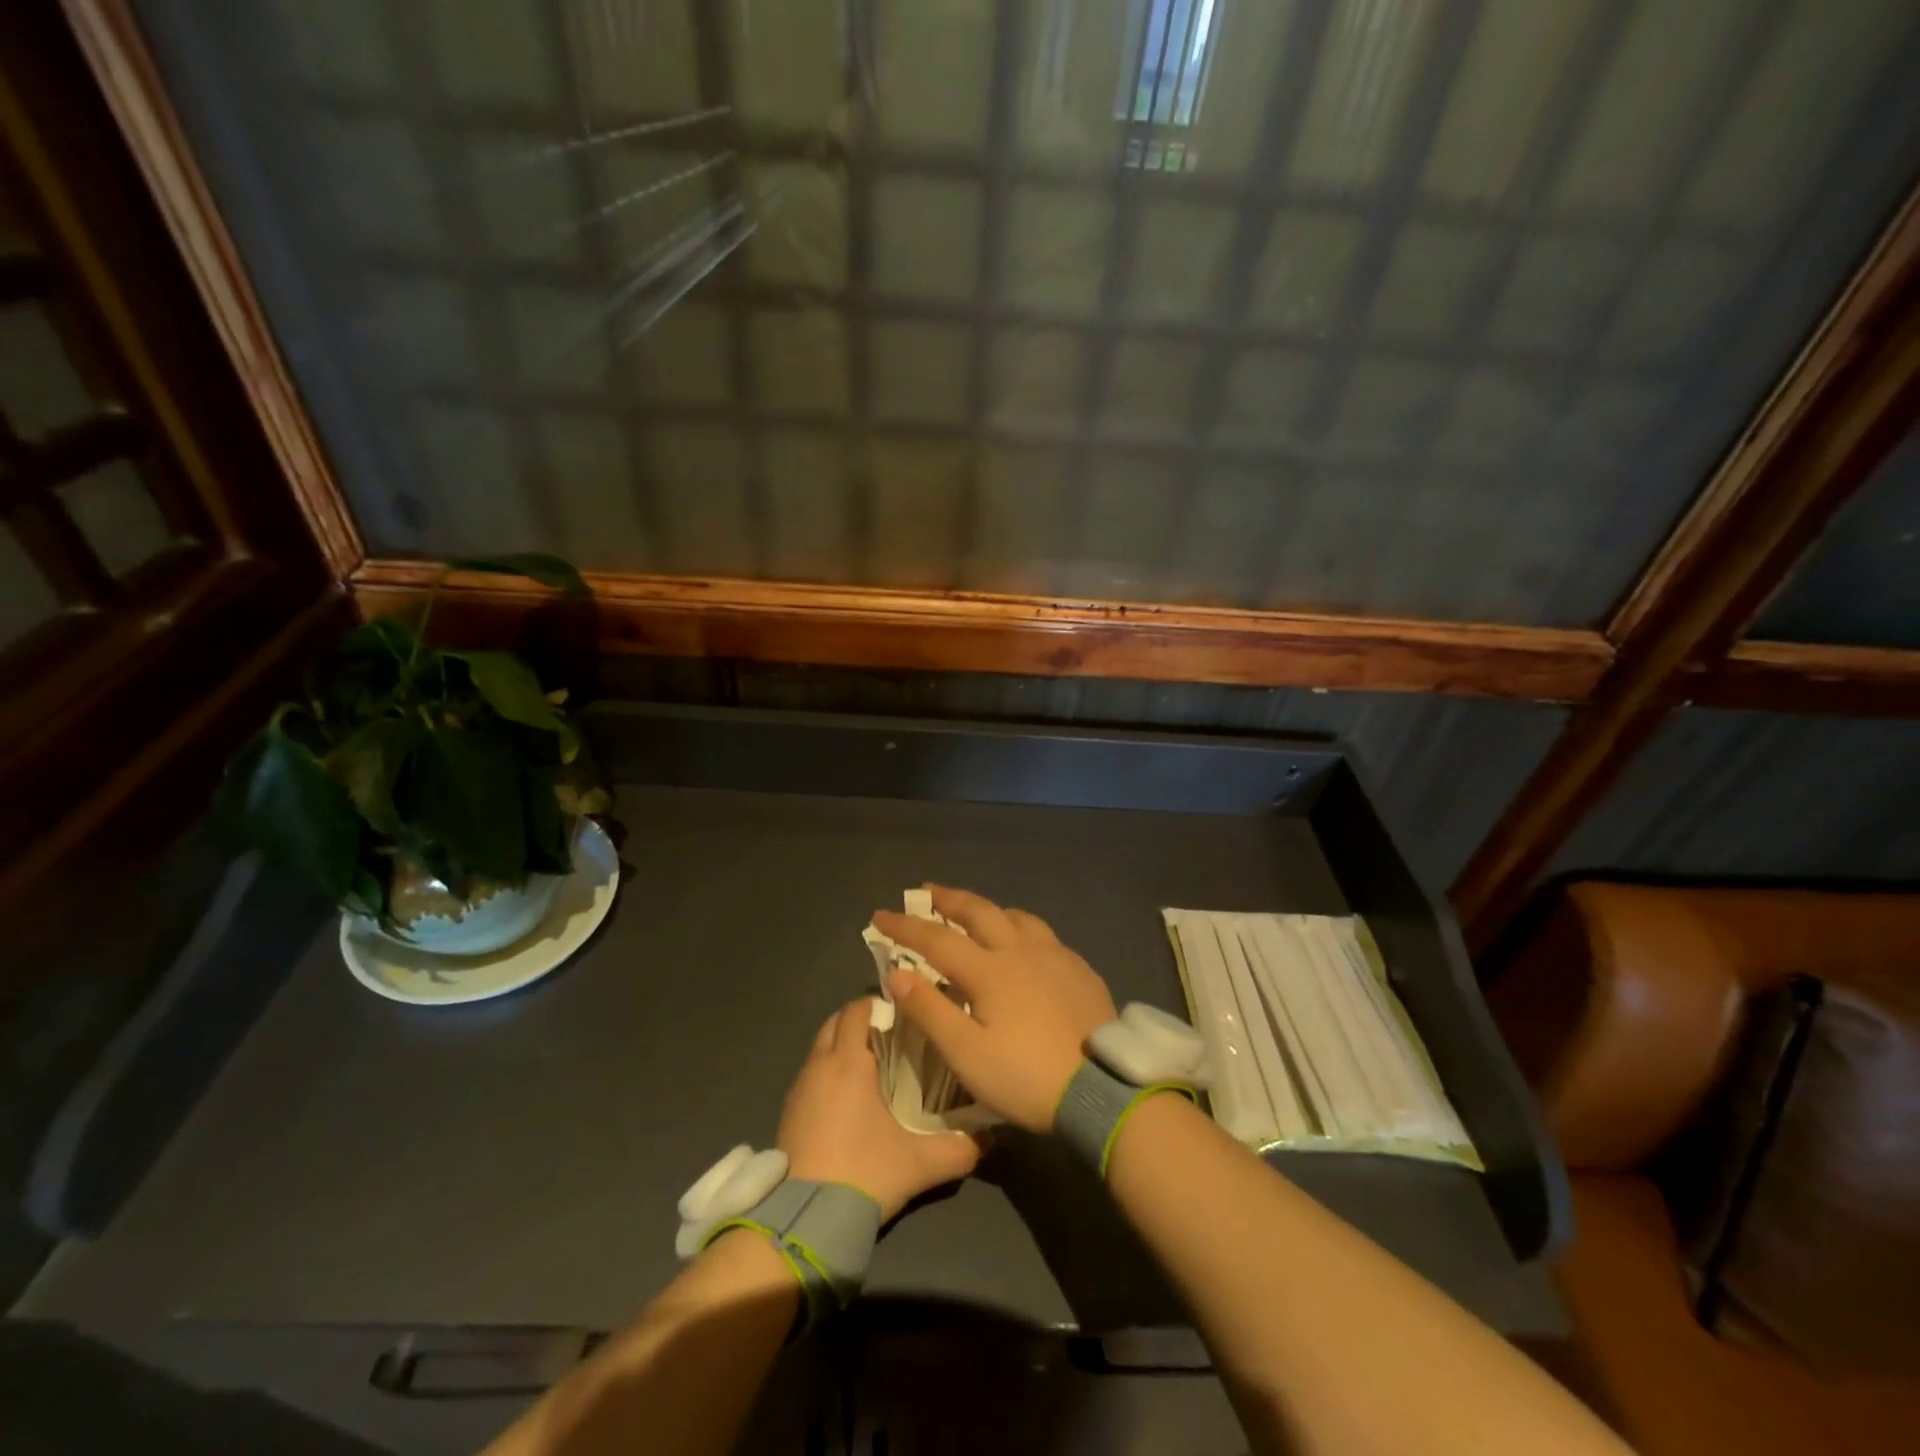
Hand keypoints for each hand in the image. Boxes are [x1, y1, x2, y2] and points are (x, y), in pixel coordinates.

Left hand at [776, 998, 979, 1221]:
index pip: (857, 1010)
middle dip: (860, 1021)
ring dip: (842, 1046)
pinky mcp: (788, 1112)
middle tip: (892, 1035)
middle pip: (835, 1022)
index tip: (904, 1012)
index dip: (878, 1004)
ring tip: (874, 1065)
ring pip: (821, 1047)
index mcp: (848, 1062)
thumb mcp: (920, 1164)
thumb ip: (959, 1148)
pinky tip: (850, 1098)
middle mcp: (819, 1065)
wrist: (804, 1222)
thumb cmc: (863, 1174)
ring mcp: (799, 1088)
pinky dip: (829, 1071)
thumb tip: (988, 1136)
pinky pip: (811, 1073)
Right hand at [872, 886, 1117, 1133]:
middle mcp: (1020, 950)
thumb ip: (929, 1010)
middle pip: (979, 912)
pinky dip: (1021, 927)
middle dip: (948, 899)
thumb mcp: (967, 1054)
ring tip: (975, 912)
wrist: (1101, 1088)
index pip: (936, 939)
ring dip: (988, 909)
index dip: (905, 926)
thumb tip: (896, 973)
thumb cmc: (1025, 1076)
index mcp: (989, 969)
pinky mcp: (1079, 969)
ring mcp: (1055, 955)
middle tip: (927, 891)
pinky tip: (1025, 942)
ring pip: (1016, 917)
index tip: (880, 915)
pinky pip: (1043, 934)